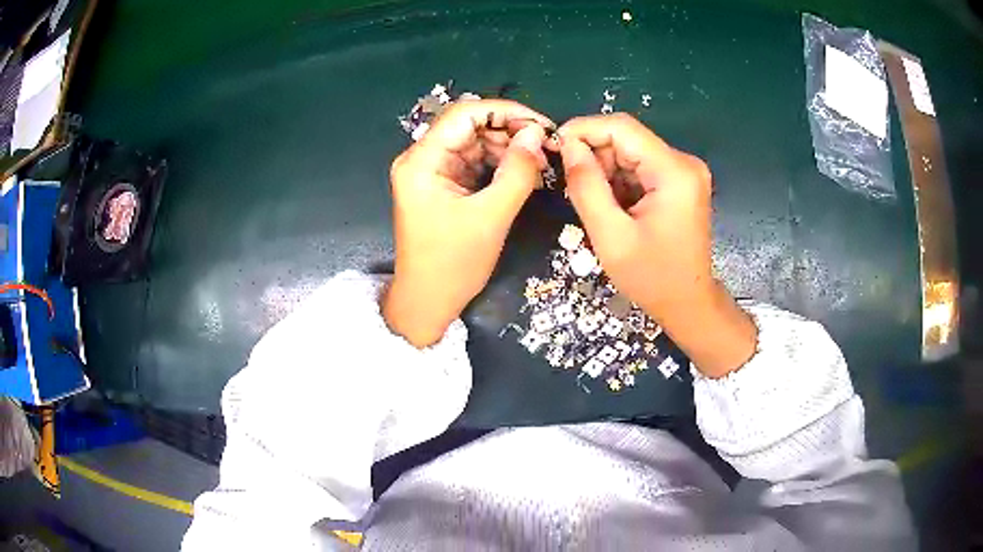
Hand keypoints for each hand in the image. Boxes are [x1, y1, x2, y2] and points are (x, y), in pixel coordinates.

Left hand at [383, 99, 551, 346]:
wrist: (428, 301)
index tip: (542, 125)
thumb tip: (537, 134)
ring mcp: (431, 171)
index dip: (506, 112)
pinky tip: (521, 172)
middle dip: (509, 131)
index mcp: (422, 161)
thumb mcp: (491, 217)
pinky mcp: (442, 184)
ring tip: (538, 163)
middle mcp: (422, 158)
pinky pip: (473, 161)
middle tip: (545, 147)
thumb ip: (518, 172)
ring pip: (474, 142)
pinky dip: (498, 163)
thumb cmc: (453, 265)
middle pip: (469, 126)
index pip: (464, 114)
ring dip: (507, 147)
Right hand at [556, 113, 755, 376]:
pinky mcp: (679, 182)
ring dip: (605, 169)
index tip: (554, 147)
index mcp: (674, 172)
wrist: (687, 303)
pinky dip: (619, 180)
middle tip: (572, 186)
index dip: (583, 129)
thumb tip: (567, 145)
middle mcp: (683, 162)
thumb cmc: (652, 277)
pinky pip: (640, 166)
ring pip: (630, 151)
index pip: (622, 128)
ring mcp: (684, 171)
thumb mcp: (611, 236)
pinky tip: (612, 206)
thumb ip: (586, 186)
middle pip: (627, 138)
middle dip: (594, 154)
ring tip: (594, 202)